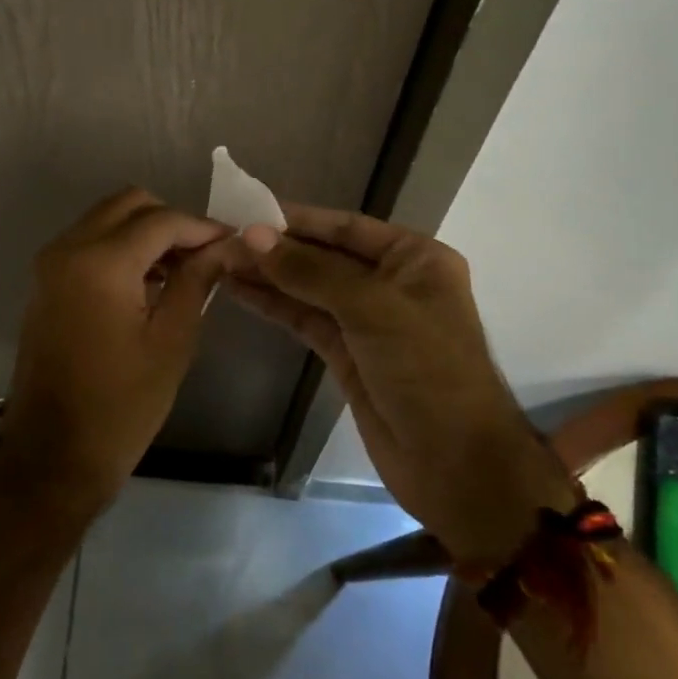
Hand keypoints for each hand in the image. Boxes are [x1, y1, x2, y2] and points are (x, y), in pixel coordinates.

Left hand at [0, 187, 240, 523]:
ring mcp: (51, 264)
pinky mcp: (46, 283)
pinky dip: (121, 248)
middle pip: (129, 204)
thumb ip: (197, 281)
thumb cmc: (121, 406)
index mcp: (100, 262)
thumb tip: (224, 246)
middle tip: (204, 255)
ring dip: (145, 233)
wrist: (53, 457)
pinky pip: (89, 243)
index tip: (233, 243)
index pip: (161, 220)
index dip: (202, 227)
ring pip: (106, 219)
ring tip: (183, 270)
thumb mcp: (171, 341)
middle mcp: (68, 248)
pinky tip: (149, 283)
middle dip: (170, 221)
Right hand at [228, 205, 575, 566]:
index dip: (297, 219)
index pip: (345, 227)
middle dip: (276, 249)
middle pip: (323, 256)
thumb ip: (310, 271)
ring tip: (220, 261)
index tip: (247, 211)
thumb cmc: (427, 371)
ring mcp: (367, 321)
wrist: (457, 466)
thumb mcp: (372, 308)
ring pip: (309, 288)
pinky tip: (239, 291)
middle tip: (223, 240)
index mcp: (413, 259)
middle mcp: (390, 282)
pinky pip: (305, 319)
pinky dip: (274, 305)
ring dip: (268, 275)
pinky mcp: (347, 354)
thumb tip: (253, 236)